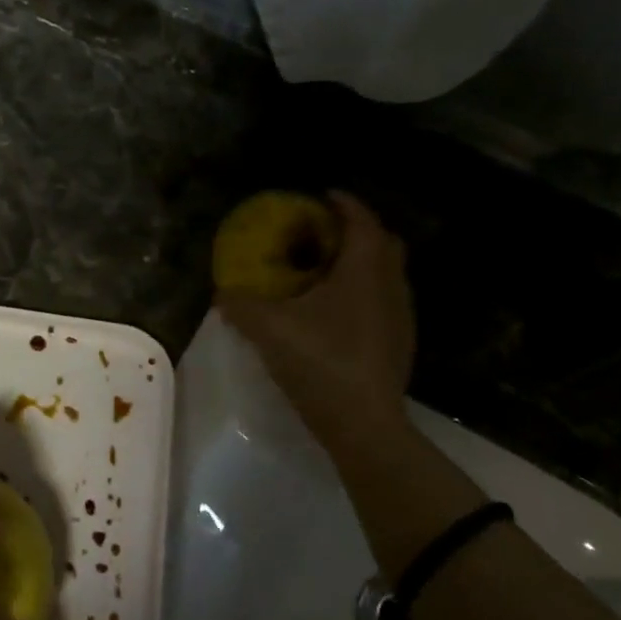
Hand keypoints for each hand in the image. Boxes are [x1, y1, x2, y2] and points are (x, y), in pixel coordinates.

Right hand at [216, 192, 416, 439]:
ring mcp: (400, 316)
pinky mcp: (399, 343)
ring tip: (324, 271)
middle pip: (383, 242)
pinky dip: (362, 291)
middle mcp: (390, 285)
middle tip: (321, 233)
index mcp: (364, 270)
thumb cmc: (320, 362)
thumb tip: (220, 293)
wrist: (363, 424)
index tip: (322, 195)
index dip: (344, 203)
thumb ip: (239, 304)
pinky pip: (383, 300)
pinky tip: (334, 313)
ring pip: (386, 273)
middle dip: (355, 230)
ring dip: (360, 263)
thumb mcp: (268, 329)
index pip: (361, 220)